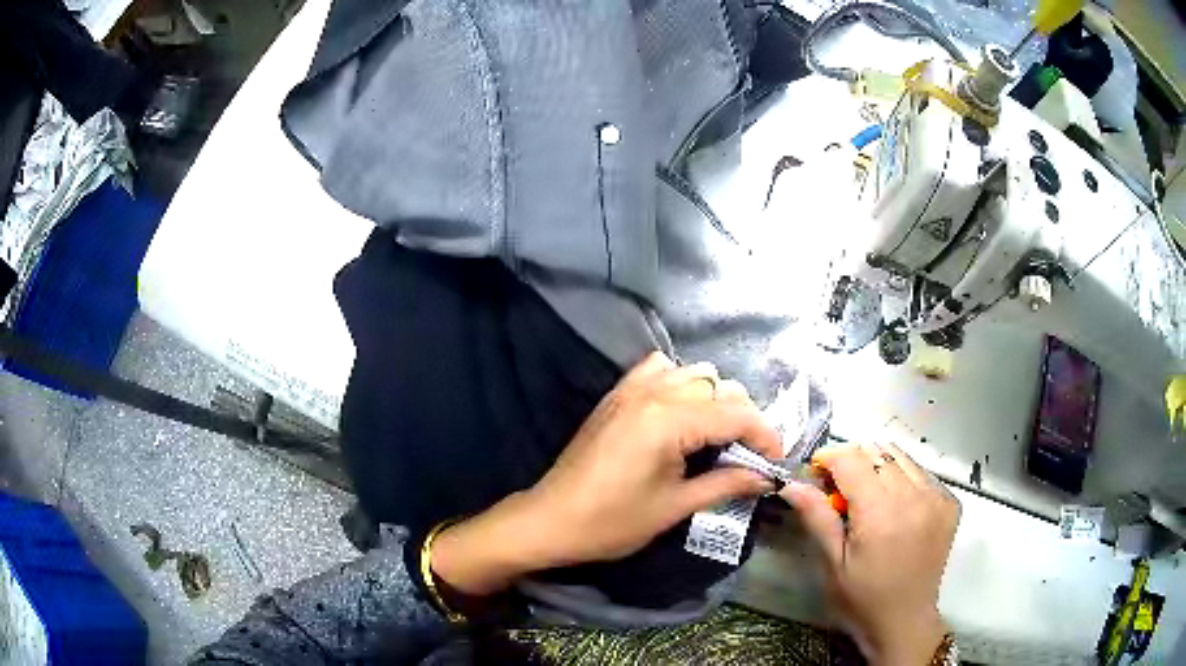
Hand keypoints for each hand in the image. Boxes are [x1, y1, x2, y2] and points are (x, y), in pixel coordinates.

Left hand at [431, 352, 780, 594]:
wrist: (550, 519)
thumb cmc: (612, 522)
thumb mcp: (675, 506)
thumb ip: (726, 483)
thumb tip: (767, 478)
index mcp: (669, 420)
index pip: (736, 413)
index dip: (765, 436)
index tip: (776, 462)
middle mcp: (653, 392)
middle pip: (719, 387)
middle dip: (742, 419)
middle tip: (747, 456)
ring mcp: (631, 388)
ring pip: (693, 373)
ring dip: (714, 399)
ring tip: (717, 436)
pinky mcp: (616, 394)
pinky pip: (659, 369)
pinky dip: (680, 383)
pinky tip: (681, 413)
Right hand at [780, 443, 959, 665]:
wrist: (905, 620)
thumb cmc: (862, 598)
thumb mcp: (832, 563)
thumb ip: (816, 517)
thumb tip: (792, 483)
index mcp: (880, 512)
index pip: (852, 457)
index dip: (829, 457)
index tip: (816, 474)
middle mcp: (913, 496)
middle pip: (877, 451)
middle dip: (852, 462)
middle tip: (839, 491)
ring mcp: (936, 496)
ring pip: (900, 456)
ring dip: (878, 467)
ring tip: (868, 498)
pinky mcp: (949, 502)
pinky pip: (920, 472)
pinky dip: (902, 478)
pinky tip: (894, 506)